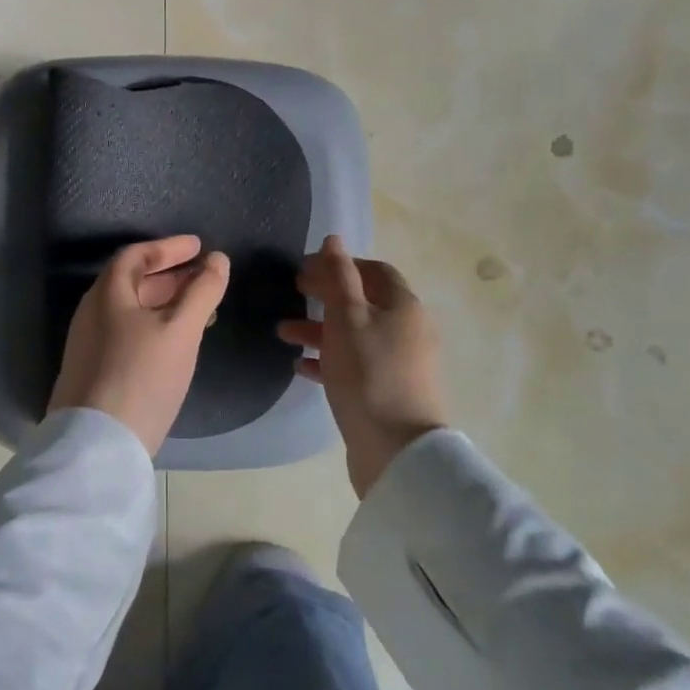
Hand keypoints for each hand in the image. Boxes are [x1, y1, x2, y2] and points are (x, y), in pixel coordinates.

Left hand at [48, 235, 230, 455]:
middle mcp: (92, 313)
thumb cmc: (142, 375)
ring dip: (165, 303)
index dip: (169, 248)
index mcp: (107, 294)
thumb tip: (218, 260)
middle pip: (132, 282)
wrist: (98, 443)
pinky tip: (176, 345)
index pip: (136, 256)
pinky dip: (154, 326)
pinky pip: (127, 333)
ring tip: (200, 311)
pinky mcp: (93, 370)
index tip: (199, 247)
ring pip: (131, 311)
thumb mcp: (180, 330)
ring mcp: (89, 344)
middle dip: (170, 276)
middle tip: (203, 277)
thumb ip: (202, 292)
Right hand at [278, 235, 446, 497]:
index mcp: (403, 306)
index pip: (373, 271)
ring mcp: (399, 363)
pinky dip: (328, 360)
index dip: (340, 264)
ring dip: (319, 329)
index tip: (305, 268)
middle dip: (325, 296)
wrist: (397, 449)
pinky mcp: (387, 392)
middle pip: (362, 302)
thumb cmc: (369, 373)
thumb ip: (338, 277)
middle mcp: (406, 330)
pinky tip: (301, 366)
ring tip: (282, 333)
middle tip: (293, 292)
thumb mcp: (347, 317)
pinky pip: (355, 366)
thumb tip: (333, 240)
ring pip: (354, 335)